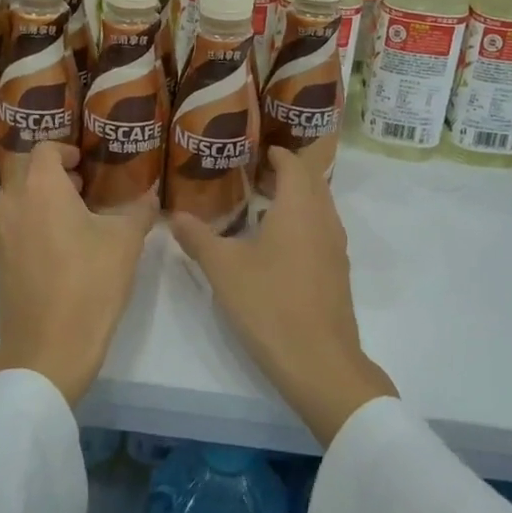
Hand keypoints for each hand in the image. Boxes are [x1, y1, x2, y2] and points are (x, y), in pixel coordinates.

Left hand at [0, 142, 156, 405]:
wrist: (48, 348)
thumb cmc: (89, 283)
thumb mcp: (126, 243)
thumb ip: (140, 211)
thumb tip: (153, 195)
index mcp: (40, 188)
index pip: (44, 149)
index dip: (65, 150)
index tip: (85, 163)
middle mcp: (12, 204)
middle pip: (28, 173)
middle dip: (54, 176)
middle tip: (84, 189)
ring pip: (18, 202)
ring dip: (42, 201)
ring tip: (75, 219)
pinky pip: (13, 230)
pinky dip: (32, 227)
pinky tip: (59, 250)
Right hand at [171, 148, 395, 445]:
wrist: (320, 363)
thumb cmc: (270, 304)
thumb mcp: (224, 269)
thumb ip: (198, 238)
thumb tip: (175, 215)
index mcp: (300, 208)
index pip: (293, 164)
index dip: (276, 153)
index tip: (253, 150)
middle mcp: (324, 219)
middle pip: (311, 182)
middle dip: (285, 173)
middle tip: (251, 173)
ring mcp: (335, 248)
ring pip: (318, 207)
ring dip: (295, 198)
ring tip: (260, 205)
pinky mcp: (337, 273)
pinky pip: (320, 231)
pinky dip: (302, 223)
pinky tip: (275, 244)